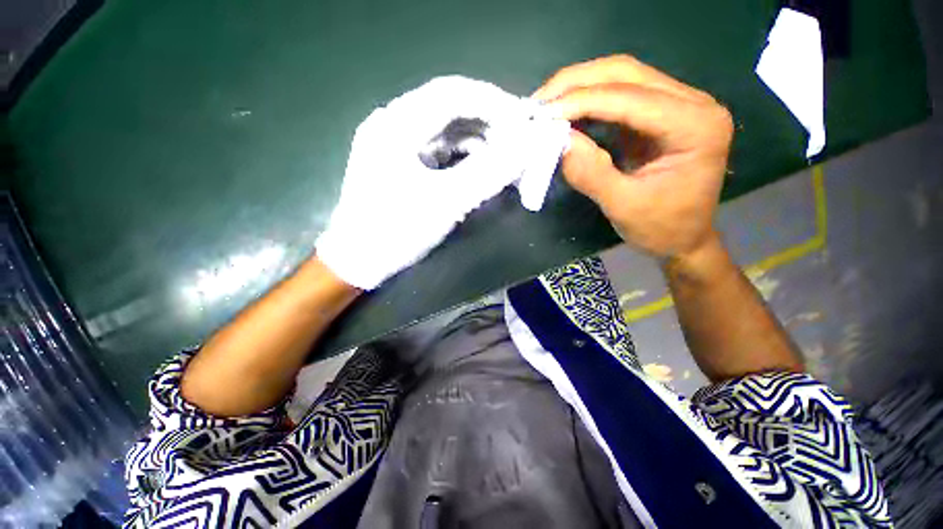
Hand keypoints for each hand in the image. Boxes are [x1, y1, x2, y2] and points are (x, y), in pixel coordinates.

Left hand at [317, 76, 568, 289]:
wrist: (358, 260)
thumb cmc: (396, 232)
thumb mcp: (445, 203)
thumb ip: (488, 173)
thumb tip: (527, 147)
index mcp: (396, 125)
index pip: (452, 92)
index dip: (492, 101)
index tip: (523, 119)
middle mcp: (393, 124)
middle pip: (449, 107)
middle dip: (487, 120)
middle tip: (518, 138)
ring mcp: (394, 143)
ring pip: (445, 128)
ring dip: (477, 138)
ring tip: (504, 153)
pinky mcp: (400, 161)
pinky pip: (438, 147)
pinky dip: (462, 153)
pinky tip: (480, 164)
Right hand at [534, 55, 733, 258]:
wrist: (683, 237)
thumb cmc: (661, 227)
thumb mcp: (623, 207)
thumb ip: (592, 174)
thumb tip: (560, 141)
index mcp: (695, 125)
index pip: (631, 98)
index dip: (582, 102)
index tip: (543, 115)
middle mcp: (692, 103)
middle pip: (626, 73)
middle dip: (576, 83)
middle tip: (539, 103)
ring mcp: (676, 104)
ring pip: (621, 77)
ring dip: (579, 87)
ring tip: (546, 105)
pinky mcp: (657, 114)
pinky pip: (618, 95)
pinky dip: (587, 101)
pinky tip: (565, 112)